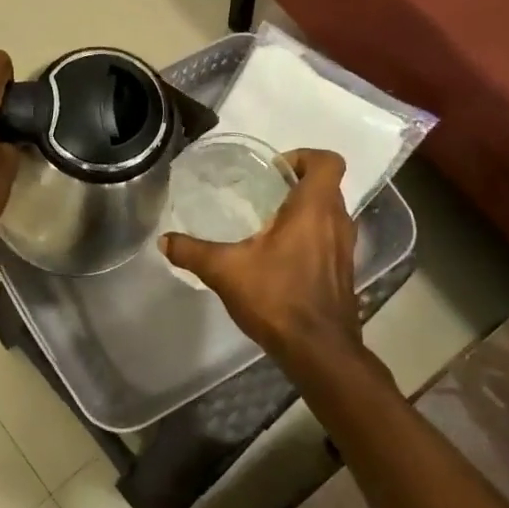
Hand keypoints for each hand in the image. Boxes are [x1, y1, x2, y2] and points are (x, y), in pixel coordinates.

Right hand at [162, 149, 362, 366]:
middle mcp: (337, 222)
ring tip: (267, 223)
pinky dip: (309, 236)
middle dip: (296, 183)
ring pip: (329, 212)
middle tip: (262, 193)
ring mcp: (345, 248)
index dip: (302, 156)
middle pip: (326, 185)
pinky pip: (329, 238)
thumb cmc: (278, 298)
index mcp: (314, 209)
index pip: (327, 161)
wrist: (319, 351)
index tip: (273, 170)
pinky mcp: (344, 271)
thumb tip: (163, 241)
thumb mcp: (226, 271)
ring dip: (304, 210)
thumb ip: (192, 252)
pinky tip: (279, 256)